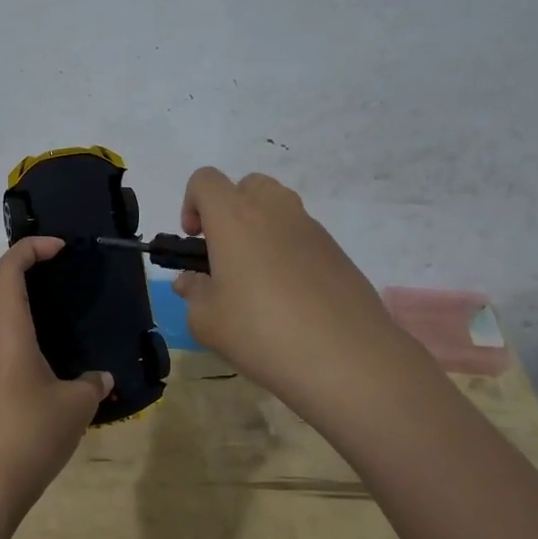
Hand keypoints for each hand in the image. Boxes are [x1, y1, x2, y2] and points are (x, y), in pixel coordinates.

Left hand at [0, 237, 111, 508]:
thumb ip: (93, 382)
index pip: (9, 267)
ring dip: (17, 306)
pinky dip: (13, 334)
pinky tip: (40, 359)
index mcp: (6, 327)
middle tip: (60, 279)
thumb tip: (101, 378)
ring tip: (54, 317)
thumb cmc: (32, 432)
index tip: (59, 248)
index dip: (32, 248)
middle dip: (25, 273)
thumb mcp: (76, 404)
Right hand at [172, 168, 402, 415]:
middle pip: (247, 185)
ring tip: (258, 282)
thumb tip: (192, 280)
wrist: (346, 357)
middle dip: (230, 211)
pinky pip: (302, 237)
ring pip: (278, 209)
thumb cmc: (261, 333)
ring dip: (261, 231)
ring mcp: (311, 228)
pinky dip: (289, 253)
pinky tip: (291, 300)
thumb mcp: (207, 322)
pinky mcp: (337, 251)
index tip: (195, 242)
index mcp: (234, 217)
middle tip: (225, 256)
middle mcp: (274, 210)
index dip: (191, 204)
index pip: (205, 180)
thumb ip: (193, 293)